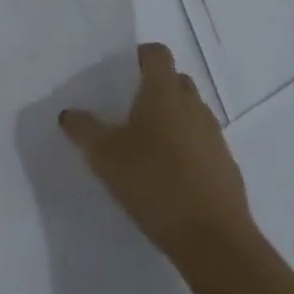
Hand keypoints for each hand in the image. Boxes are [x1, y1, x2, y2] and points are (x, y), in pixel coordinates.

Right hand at [59, 44, 251, 268]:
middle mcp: (193, 106)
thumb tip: (68, 113)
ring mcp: (214, 135)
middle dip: (153, 87)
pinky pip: (201, 141)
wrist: (212, 239)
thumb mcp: (104, 157)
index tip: (121, 73)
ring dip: (170, 118)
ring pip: (189, 111)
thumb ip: (84, 130)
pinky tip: (165, 174)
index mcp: (164, 93)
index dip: (139, 56)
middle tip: (126, 108)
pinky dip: (184, 146)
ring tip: (143, 144)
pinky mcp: (225, 164)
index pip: (157, 54)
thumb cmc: (153, 183)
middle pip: (175, 80)